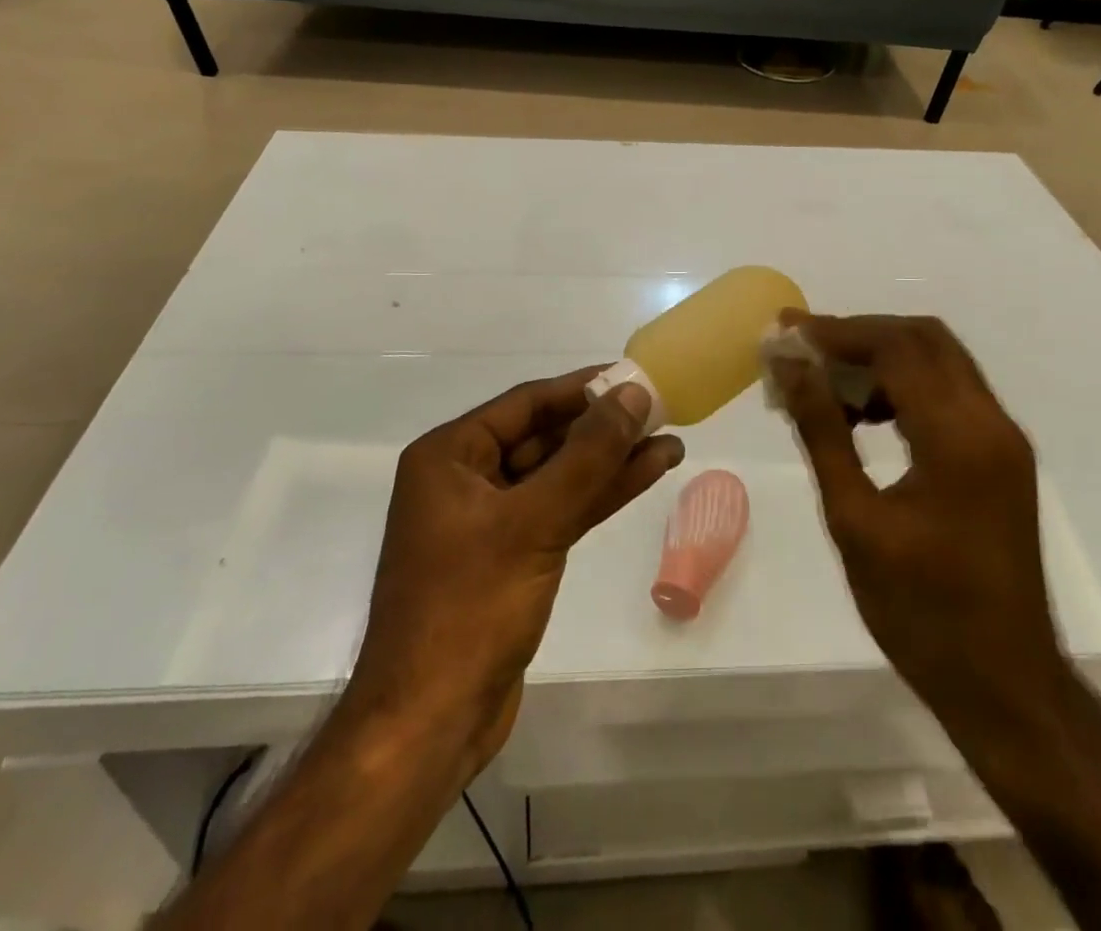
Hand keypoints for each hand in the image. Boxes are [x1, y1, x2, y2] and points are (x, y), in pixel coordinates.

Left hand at [348, 371, 684, 770]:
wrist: (431, 725)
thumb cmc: (470, 608)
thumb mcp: (533, 522)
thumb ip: (587, 455)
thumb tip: (632, 394)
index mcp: (450, 456)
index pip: (526, 403)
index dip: (583, 388)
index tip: (635, 376)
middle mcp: (466, 479)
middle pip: (545, 437)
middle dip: (603, 426)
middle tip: (661, 409)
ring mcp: (490, 520)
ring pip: (560, 476)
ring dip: (612, 460)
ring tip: (669, 440)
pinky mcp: (514, 557)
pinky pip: (562, 510)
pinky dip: (601, 495)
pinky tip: (647, 475)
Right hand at [767, 313, 1063, 720]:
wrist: (1005, 684)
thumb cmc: (920, 612)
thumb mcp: (855, 520)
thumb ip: (822, 431)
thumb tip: (791, 367)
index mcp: (958, 437)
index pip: (896, 347)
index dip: (836, 332)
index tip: (785, 334)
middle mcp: (991, 422)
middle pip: (924, 338)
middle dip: (860, 334)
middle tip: (804, 349)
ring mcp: (1002, 439)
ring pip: (939, 361)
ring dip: (882, 357)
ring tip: (825, 383)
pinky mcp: (1001, 457)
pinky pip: (949, 393)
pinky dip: (904, 385)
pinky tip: (864, 414)